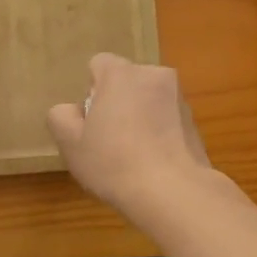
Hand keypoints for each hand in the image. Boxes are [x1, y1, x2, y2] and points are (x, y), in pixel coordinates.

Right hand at [46, 54, 213, 218]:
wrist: (173, 192)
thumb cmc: (114, 162)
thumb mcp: (71, 144)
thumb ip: (61, 117)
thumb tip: (72, 111)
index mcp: (122, 74)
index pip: (99, 64)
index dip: (91, 91)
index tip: (91, 121)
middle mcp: (154, 76)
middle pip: (126, 82)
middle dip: (117, 103)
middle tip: (108, 140)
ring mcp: (179, 99)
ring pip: (149, 101)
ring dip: (140, 118)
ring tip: (133, 156)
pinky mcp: (195, 123)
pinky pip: (167, 120)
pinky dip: (159, 133)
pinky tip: (153, 164)